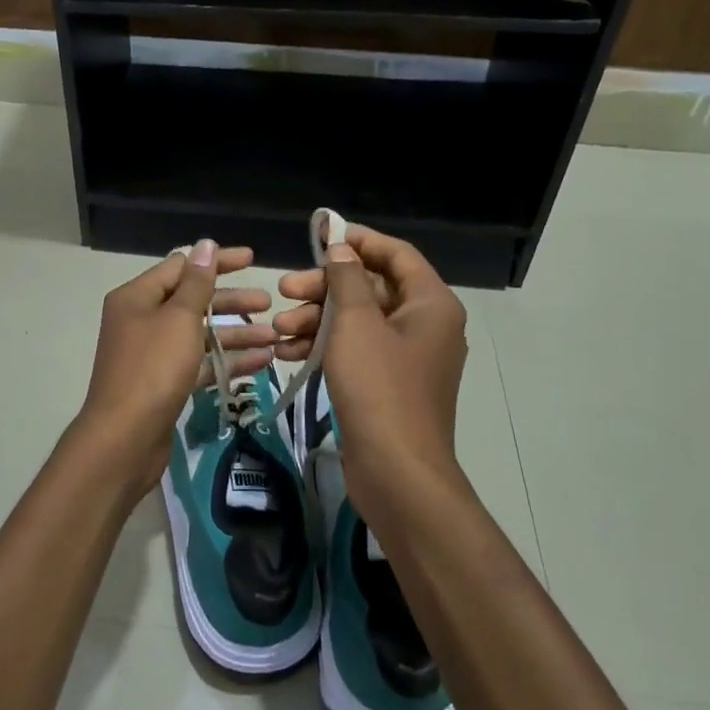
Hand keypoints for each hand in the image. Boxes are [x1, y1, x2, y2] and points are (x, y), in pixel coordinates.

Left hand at [73, 241, 275, 505]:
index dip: (217, 261)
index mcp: (137, 297)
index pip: (181, 266)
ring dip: (236, 333)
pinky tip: (262, 362)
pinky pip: (199, 362)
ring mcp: (152, 353)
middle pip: (192, 300)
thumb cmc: (152, 369)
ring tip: (275, 336)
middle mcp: (142, 320)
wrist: (124, 439)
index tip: (253, 259)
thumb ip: (197, 282)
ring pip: (199, 334)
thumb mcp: (179, 319)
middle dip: (231, 301)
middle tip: (269, 303)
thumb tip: (206, 245)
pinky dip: (226, 360)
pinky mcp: (164, 383)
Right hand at [274, 226, 468, 522]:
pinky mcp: (389, 384)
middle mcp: (425, 324)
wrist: (396, 472)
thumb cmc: (378, 388)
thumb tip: (342, 248)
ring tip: (279, 329)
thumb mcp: (355, 324)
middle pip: (371, 287)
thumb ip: (346, 279)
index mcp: (430, 303)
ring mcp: (407, 357)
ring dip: (317, 319)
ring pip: (358, 321)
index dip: (358, 241)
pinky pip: (356, 350)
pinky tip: (289, 352)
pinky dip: (326, 346)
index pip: (396, 254)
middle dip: (325, 288)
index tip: (319, 237)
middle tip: (285, 290)